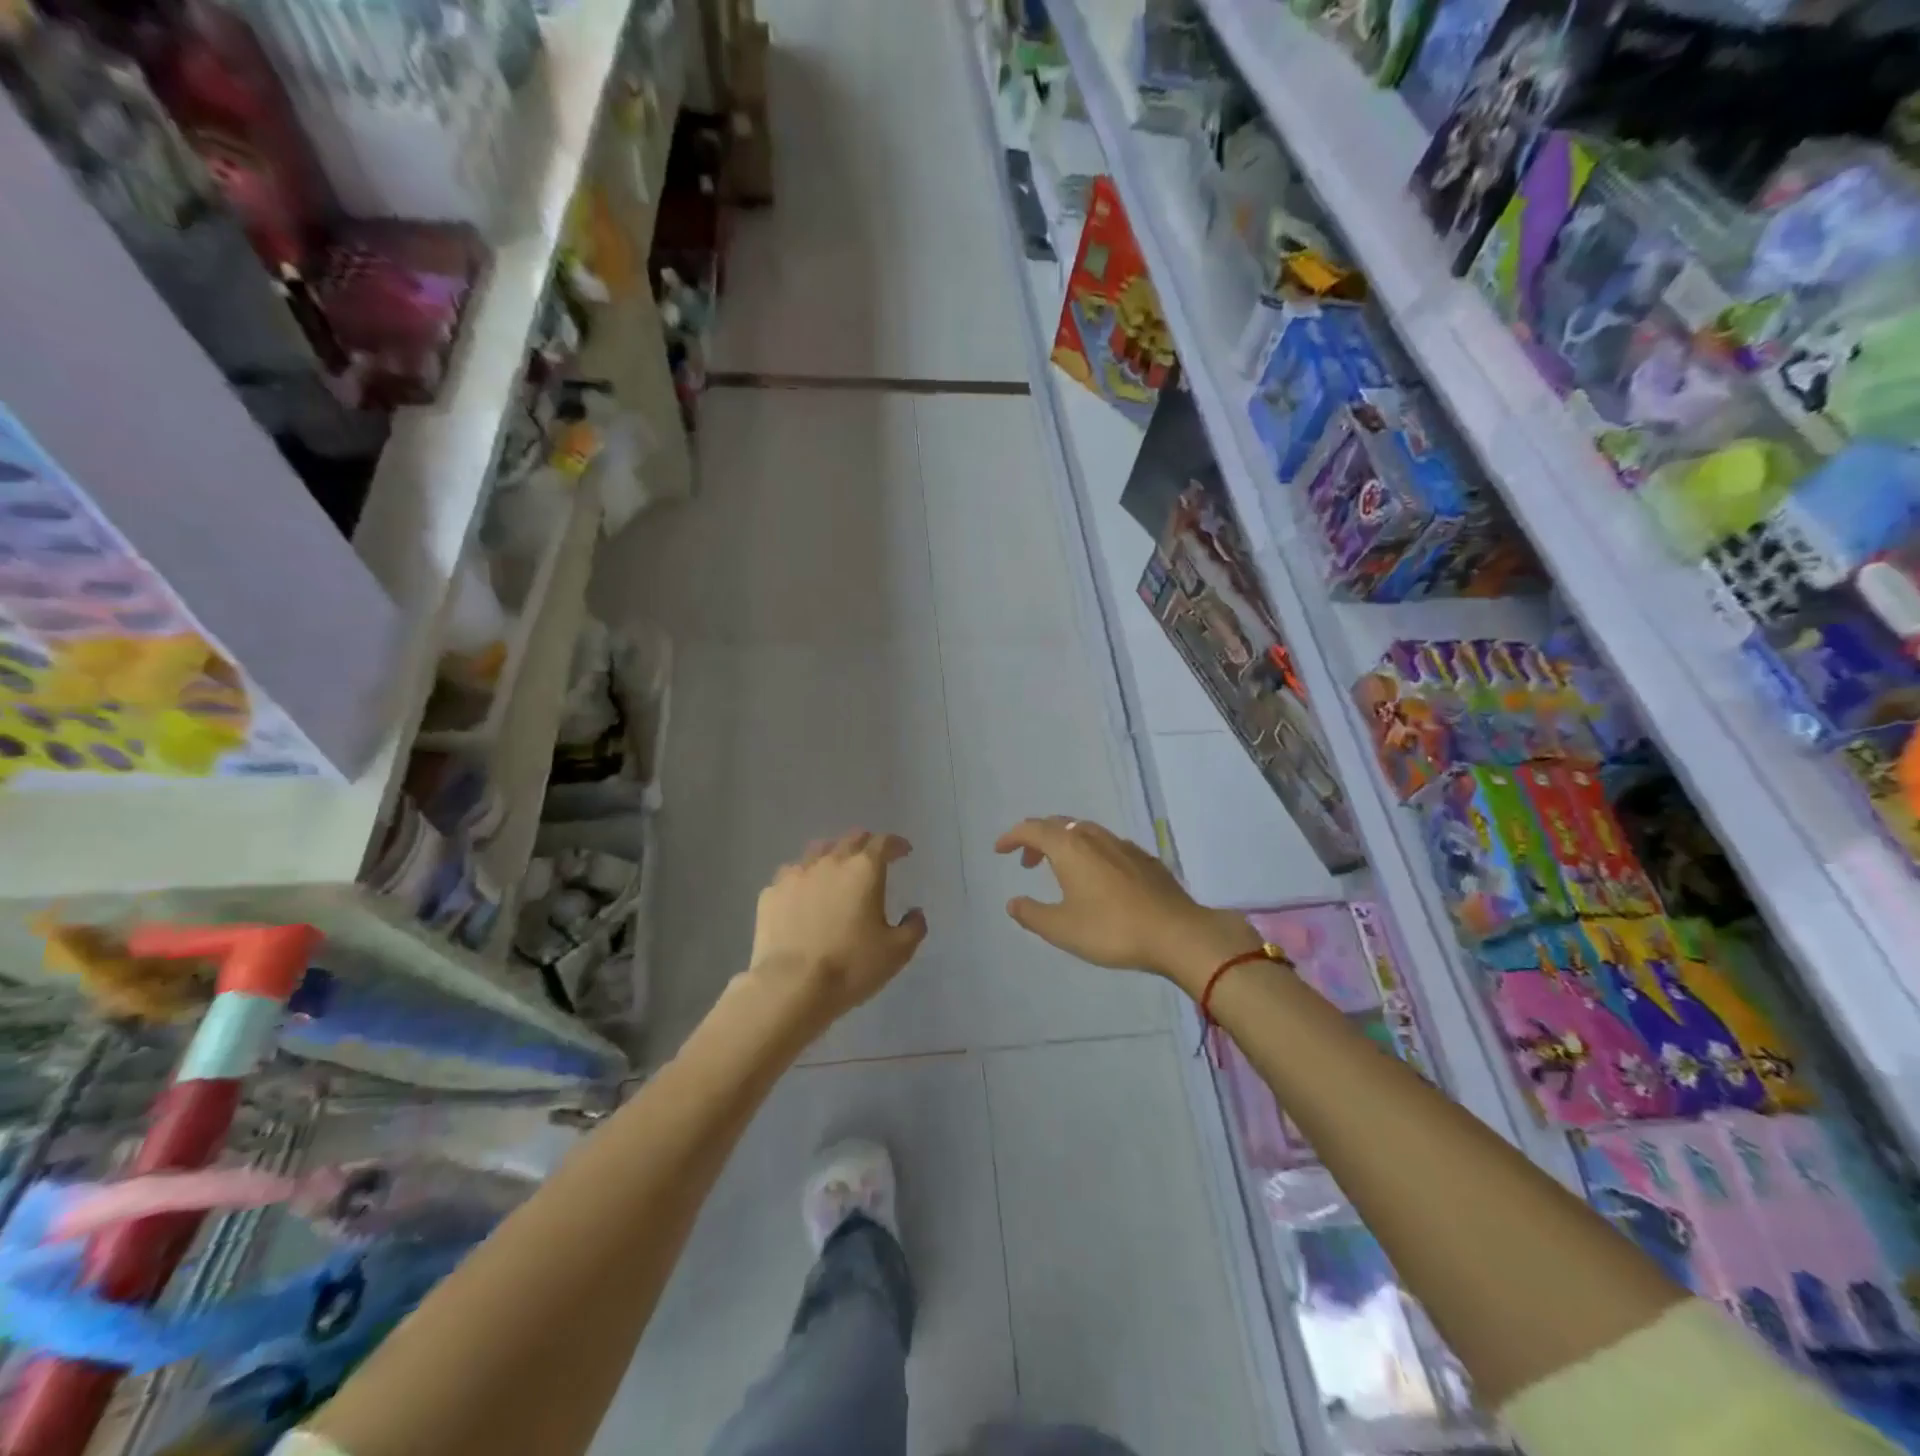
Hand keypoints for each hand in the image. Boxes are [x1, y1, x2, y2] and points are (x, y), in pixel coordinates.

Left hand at [748, 830, 927, 1023]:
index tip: (903, 851)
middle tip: (873, 858)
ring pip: (818, 851)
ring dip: (833, 855)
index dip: (896, 844)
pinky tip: (804, 894)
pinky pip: (792, 874)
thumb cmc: (851, 966)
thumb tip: (915, 913)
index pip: (883, 842)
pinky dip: (804, 878)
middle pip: (851, 839)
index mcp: (864, 869)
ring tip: (836, 870)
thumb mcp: (896, 952)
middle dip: (866, 844)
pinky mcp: (771, 892)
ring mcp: (796, 874)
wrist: (790, 986)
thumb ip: (913, 927)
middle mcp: (830, 861)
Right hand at [995, 816, 1258, 990]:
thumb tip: (1013, 902)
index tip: (1000, 850)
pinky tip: (1097, 878)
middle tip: (1027, 862)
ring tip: (1060, 870)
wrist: (1177, 933)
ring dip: (1064, 845)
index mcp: (1069, 848)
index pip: (1032, 829)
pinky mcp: (1144, 858)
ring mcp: (1122, 845)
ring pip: (1084, 832)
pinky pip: (1106, 845)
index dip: (1012, 837)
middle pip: (1058, 825)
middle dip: (1037, 839)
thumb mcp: (1062, 929)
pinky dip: (1089, 853)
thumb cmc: (1112, 929)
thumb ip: (1032, 914)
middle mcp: (1094, 837)